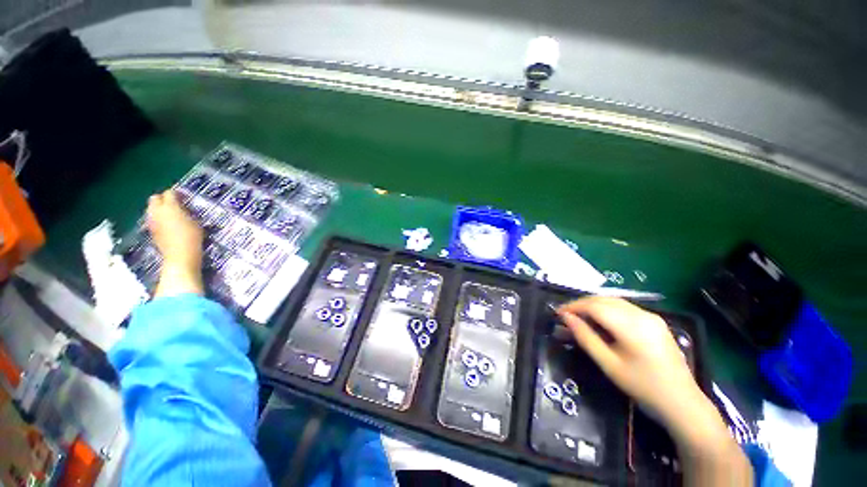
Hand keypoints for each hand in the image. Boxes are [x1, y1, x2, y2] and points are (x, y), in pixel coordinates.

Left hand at [146, 190, 204, 296]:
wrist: (180, 257)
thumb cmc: (192, 238)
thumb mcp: (196, 222)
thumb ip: (187, 212)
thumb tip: (183, 207)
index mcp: (169, 207)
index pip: (170, 193)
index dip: (178, 194)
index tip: (186, 198)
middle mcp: (156, 211)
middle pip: (155, 198)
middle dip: (164, 199)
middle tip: (176, 205)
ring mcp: (151, 221)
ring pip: (152, 208)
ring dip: (161, 209)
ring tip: (173, 215)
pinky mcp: (151, 230)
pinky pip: (153, 218)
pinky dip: (159, 218)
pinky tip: (169, 224)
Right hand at [557, 297, 752, 485]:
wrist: (682, 403)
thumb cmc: (642, 387)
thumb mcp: (608, 364)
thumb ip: (585, 337)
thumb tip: (566, 318)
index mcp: (631, 326)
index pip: (594, 306)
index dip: (573, 306)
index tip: (557, 313)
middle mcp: (642, 315)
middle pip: (604, 299)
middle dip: (581, 304)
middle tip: (565, 314)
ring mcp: (651, 316)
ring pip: (614, 301)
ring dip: (593, 305)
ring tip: (579, 316)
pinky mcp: (655, 321)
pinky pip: (625, 307)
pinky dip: (607, 308)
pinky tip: (600, 319)